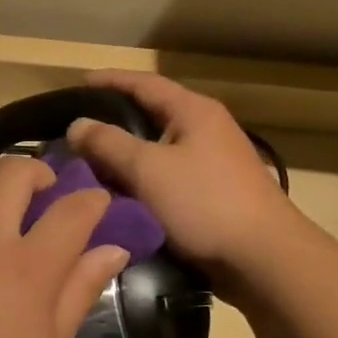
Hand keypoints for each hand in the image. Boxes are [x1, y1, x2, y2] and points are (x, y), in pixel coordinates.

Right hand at [64, 70, 300, 278]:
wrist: (262, 257)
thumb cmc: (204, 202)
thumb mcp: (147, 168)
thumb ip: (108, 143)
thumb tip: (76, 124)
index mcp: (193, 111)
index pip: (144, 83)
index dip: (110, 80)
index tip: (78, 82)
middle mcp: (204, 129)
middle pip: (149, 115)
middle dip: (111, 121)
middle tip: (75, 131)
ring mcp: (209, 162)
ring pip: (154, 150)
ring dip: (121, 156)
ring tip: (86, 164)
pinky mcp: (208, 193)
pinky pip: (162, 177)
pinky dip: (136, 180)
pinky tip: (114, 194)